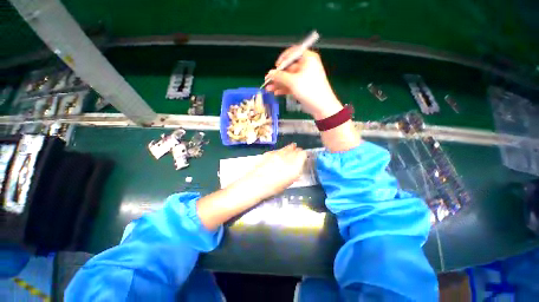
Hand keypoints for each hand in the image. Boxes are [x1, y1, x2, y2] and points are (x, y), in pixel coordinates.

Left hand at [242, 143, 306, 199]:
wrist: (256, 182)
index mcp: (294, 166)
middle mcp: (287, 157)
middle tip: (298, 153)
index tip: (303, 157)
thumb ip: (295, 171)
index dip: (304, 155)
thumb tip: (298, 165)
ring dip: (291, 148)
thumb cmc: (274, 187)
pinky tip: (281, 153)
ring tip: (293, 147)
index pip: (303, 154)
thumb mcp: (289, 181)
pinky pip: (279, 149)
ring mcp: (278, 153)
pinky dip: (282, 150)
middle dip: (298, 151)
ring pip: (288, 147)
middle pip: (296, 150)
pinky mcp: (270, 152)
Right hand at [265, 48, 342, 119]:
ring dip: (279, 84)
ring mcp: (304, 78)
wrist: (321, 106)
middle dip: (278, 75)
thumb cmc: (309, 90)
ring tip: (269, 89)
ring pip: (289, 78)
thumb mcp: (292, 81)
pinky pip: (291, 86)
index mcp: (308, 59)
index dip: (283, 58)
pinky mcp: (303, 87)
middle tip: (268, 80)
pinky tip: (276, 93)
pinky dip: (284, 89)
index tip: (276, 66)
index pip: (293, 52)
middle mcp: (306, 66)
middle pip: (289, 68)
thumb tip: (270, 73)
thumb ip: (279, 76)